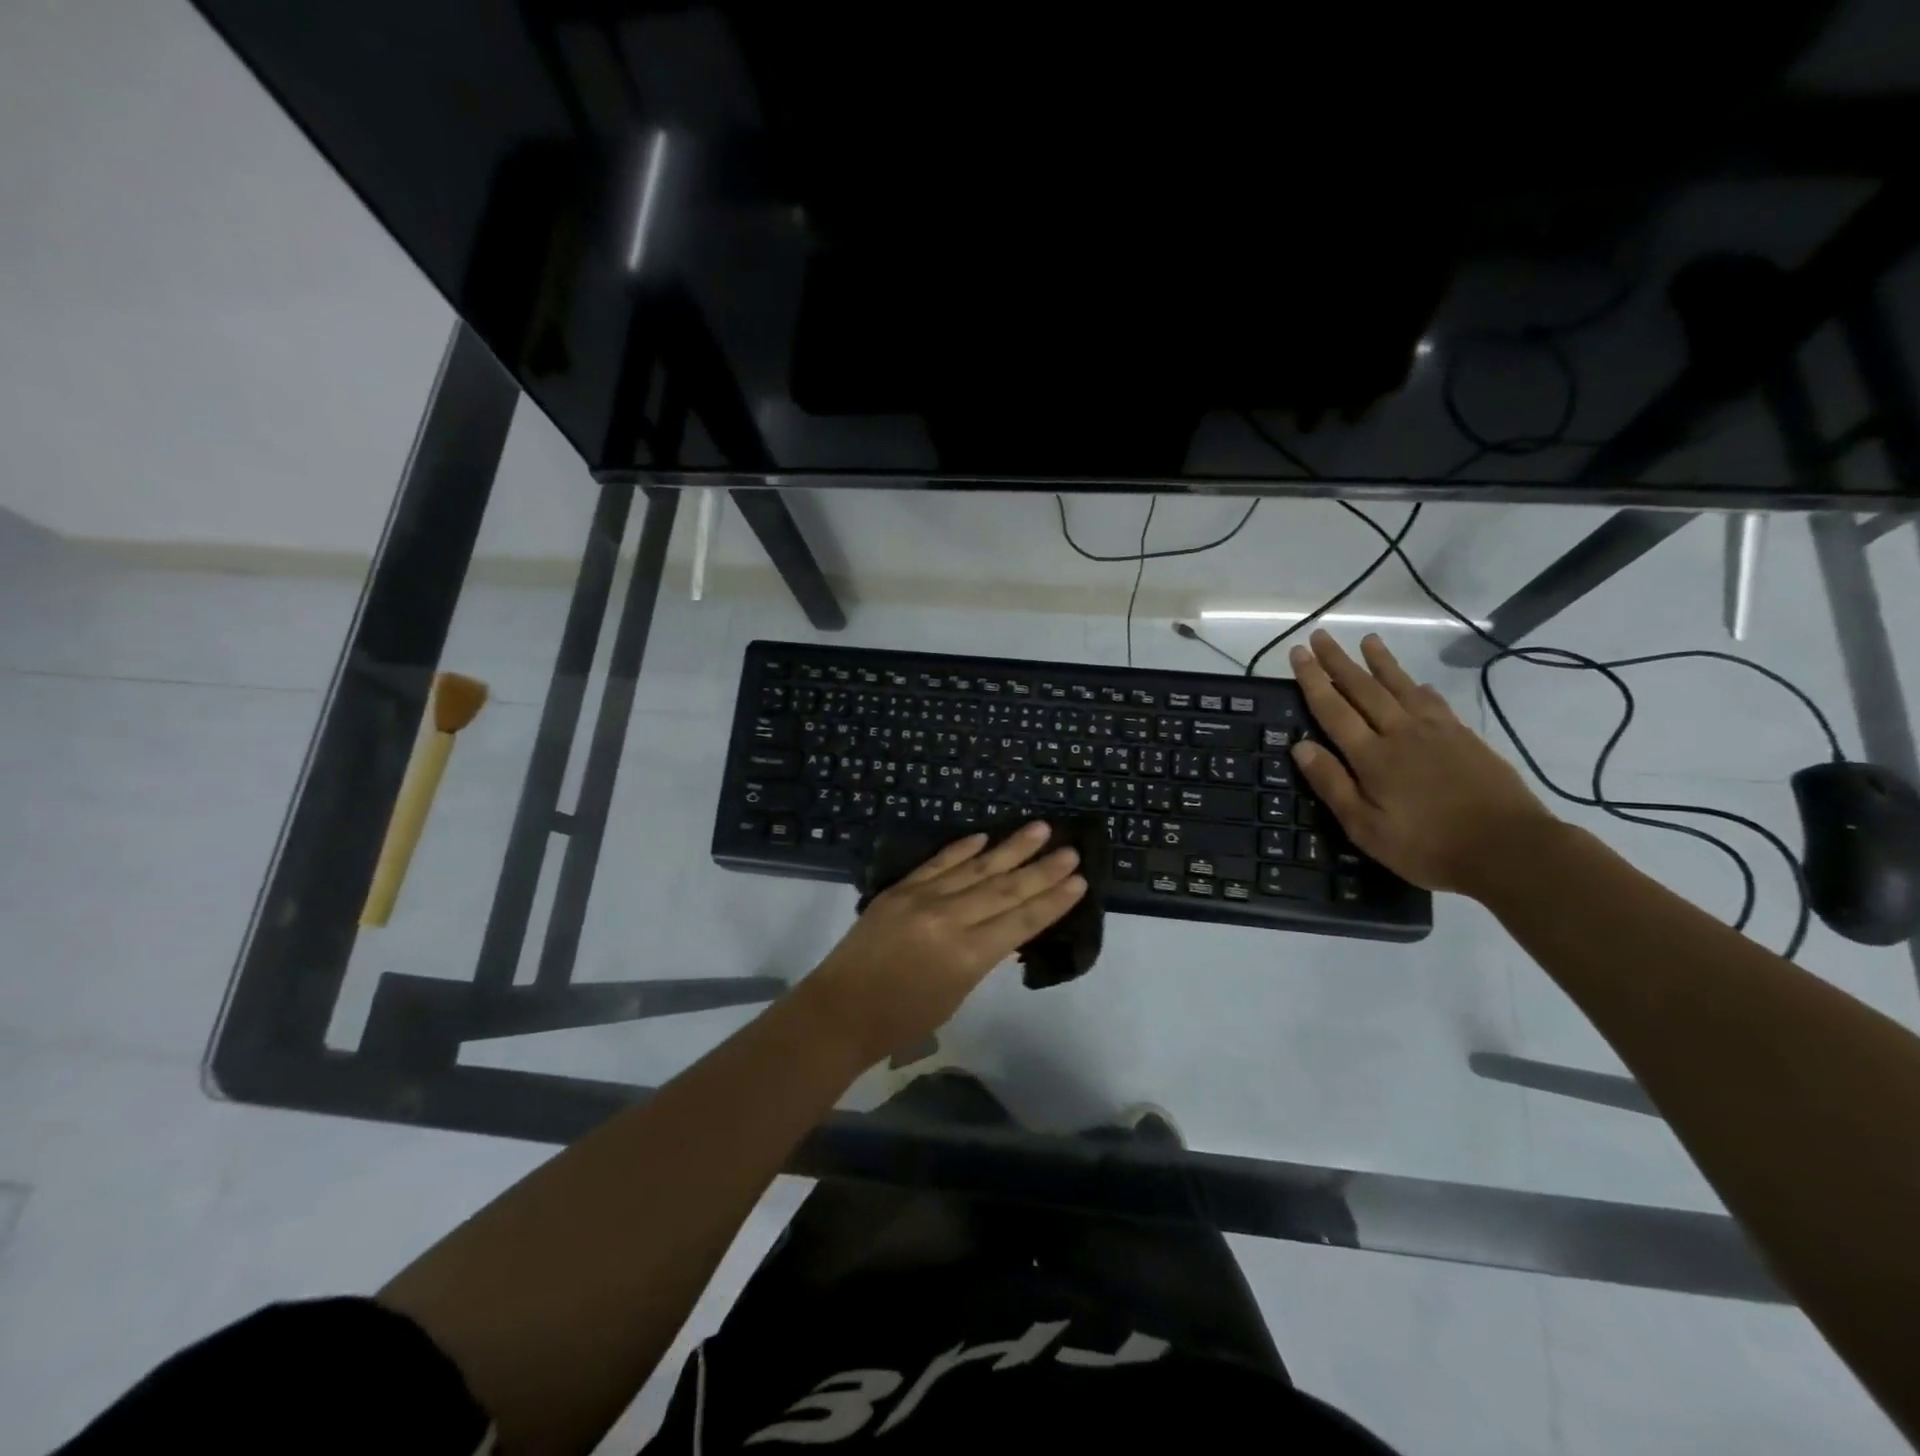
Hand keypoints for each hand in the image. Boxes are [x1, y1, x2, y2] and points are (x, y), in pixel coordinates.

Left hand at [802, 821, 1086, 1066]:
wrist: (840, 1010)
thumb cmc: (902, 1019)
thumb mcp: (956, 994)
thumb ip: (982, 957)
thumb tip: (1005, 928)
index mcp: (968, 955)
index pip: (1021, 921)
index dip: (1052, 901)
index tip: (1078, 881)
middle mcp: (949, 919)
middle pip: (1005, 889)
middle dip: (1041, 870)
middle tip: (1070, 850)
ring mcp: (922, 898)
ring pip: (976, 868)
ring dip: (1010, 848)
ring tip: (1039, 829)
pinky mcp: (900, 889)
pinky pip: (938, 863)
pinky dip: (961, 849)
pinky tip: (984, 837)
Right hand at [1287, 631, 1557, 895]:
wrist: (1509, 849)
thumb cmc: (1427, 846)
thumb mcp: (1365, 828)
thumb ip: (1332, 784)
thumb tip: (1299, 746)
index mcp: (1372, 757)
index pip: (1333, 709)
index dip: (1313, 680)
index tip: (1298, 652)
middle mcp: (1400, 733)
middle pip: (1364, 689)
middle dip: (1339, 662)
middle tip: (1321, 636)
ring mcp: (1437, 732)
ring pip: (1401, 687)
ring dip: (1381, 662)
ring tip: (1368, 640)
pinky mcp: (1465, 738)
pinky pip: (1435, 702)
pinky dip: (1420, 687)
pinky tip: (1417, 682)